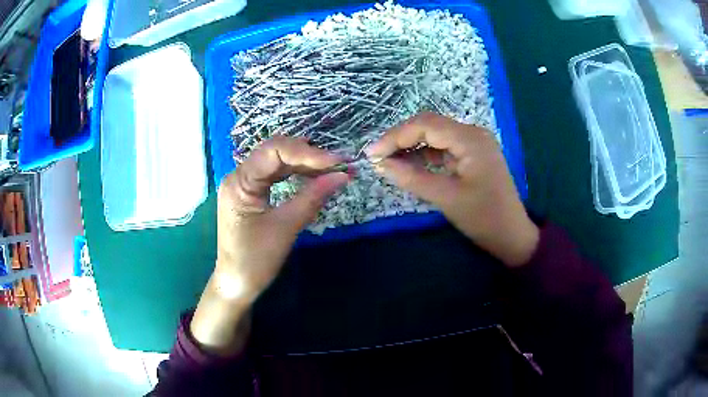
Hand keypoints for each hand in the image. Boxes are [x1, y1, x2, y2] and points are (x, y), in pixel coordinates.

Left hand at [191, 136, 348, 354]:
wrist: (237, 283)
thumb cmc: (256, 260)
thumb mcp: (286, 227)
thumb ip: (312, 197)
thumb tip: (342, 176)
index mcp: (239, 182)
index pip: (274, 151)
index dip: (307, 153)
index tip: (337, 162)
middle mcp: (238, 176)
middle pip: (275, 152)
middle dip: (308, 155)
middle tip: (339, 164)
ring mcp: (243, 183)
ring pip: (276, 162)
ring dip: (304, 163)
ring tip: (332, 168)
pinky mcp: (251, 193)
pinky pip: (274, 175)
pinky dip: (295, 173)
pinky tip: (313, 175)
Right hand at [367, 112, 538, 266]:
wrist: (512, 236)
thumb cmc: (484, 218)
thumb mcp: (446, 198)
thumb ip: (411, 178)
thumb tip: (380, 164)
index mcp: (470, 139)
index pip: (425, 125)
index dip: (395, 136)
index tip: (372, 154)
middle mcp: (473, 134)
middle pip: (429, 126)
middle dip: (401, 139)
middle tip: (377, 156)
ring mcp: (474, 144)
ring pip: (435, 136)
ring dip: (411, 146)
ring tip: (388, 161)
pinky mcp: (472, 155)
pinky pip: (443, 149)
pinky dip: (424, 156)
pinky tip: (408, 165)